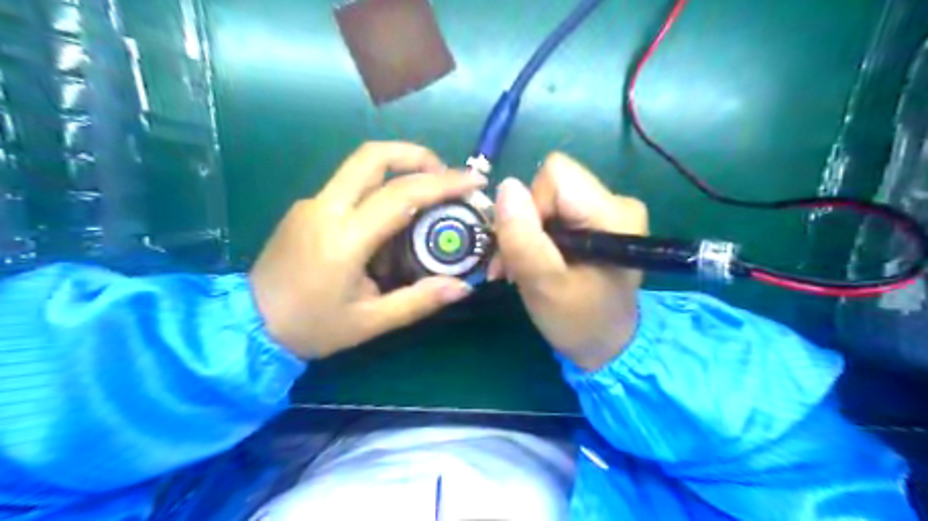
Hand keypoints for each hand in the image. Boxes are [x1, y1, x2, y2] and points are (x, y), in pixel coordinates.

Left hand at [251, 143, 487, 362]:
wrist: (247, 324)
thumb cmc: (311, 327)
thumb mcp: (370, 322)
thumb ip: (418, 302)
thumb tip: (462, 287)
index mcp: (343, 239)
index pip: (400, 194)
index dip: (443, 183)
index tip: (473, 181)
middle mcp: (325, 208)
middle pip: (373, 156)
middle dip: (416, 155)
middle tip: (445, 175)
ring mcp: (311, 203)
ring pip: (360, 166)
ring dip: (399, 169)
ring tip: (427, 196)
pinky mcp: (306, 207)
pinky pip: (349, 185)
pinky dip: (379, 188)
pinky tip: (391, 220)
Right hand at [493, 153, 647, 371]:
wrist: (606, 345)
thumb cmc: (579, 321)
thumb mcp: (545, 285)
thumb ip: (523, 238)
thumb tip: (506, 186)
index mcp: (614, 214)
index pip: (556, 175)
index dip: (532, 206)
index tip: (528, 246)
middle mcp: (617, 202)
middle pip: (550, 185)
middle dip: (525, 222)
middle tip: (517, 263)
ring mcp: (608, 210)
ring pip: (547, 198)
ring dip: (526, 232)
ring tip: (524, 268)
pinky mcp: (598, 221)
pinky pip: (555, 211)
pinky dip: (537, 236)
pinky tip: (536, 262)